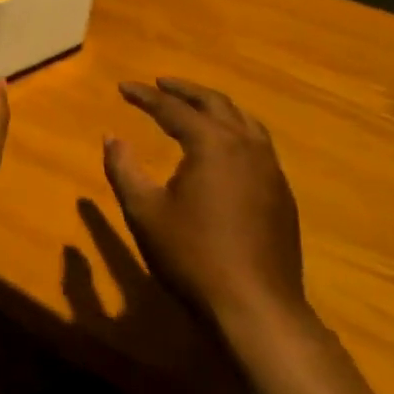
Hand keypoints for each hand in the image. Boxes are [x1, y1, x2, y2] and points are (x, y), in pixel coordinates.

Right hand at [102, 78, 306, 342]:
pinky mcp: (282, 195)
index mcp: (212, 144)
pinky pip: (258, 144)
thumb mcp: (144, 212)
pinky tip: (224, 148)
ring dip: (214, 107)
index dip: (146, 96)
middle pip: (215, 103)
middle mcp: (246, 146)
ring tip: (193, 106)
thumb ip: (124, 169)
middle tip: (160, 84)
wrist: (257, 309)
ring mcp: (270, 170)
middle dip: (185, 91)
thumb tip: (112, 137)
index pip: (174, 108)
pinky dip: (235, 130)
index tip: (124, 87)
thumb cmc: (193, 256)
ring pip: (243, 121)